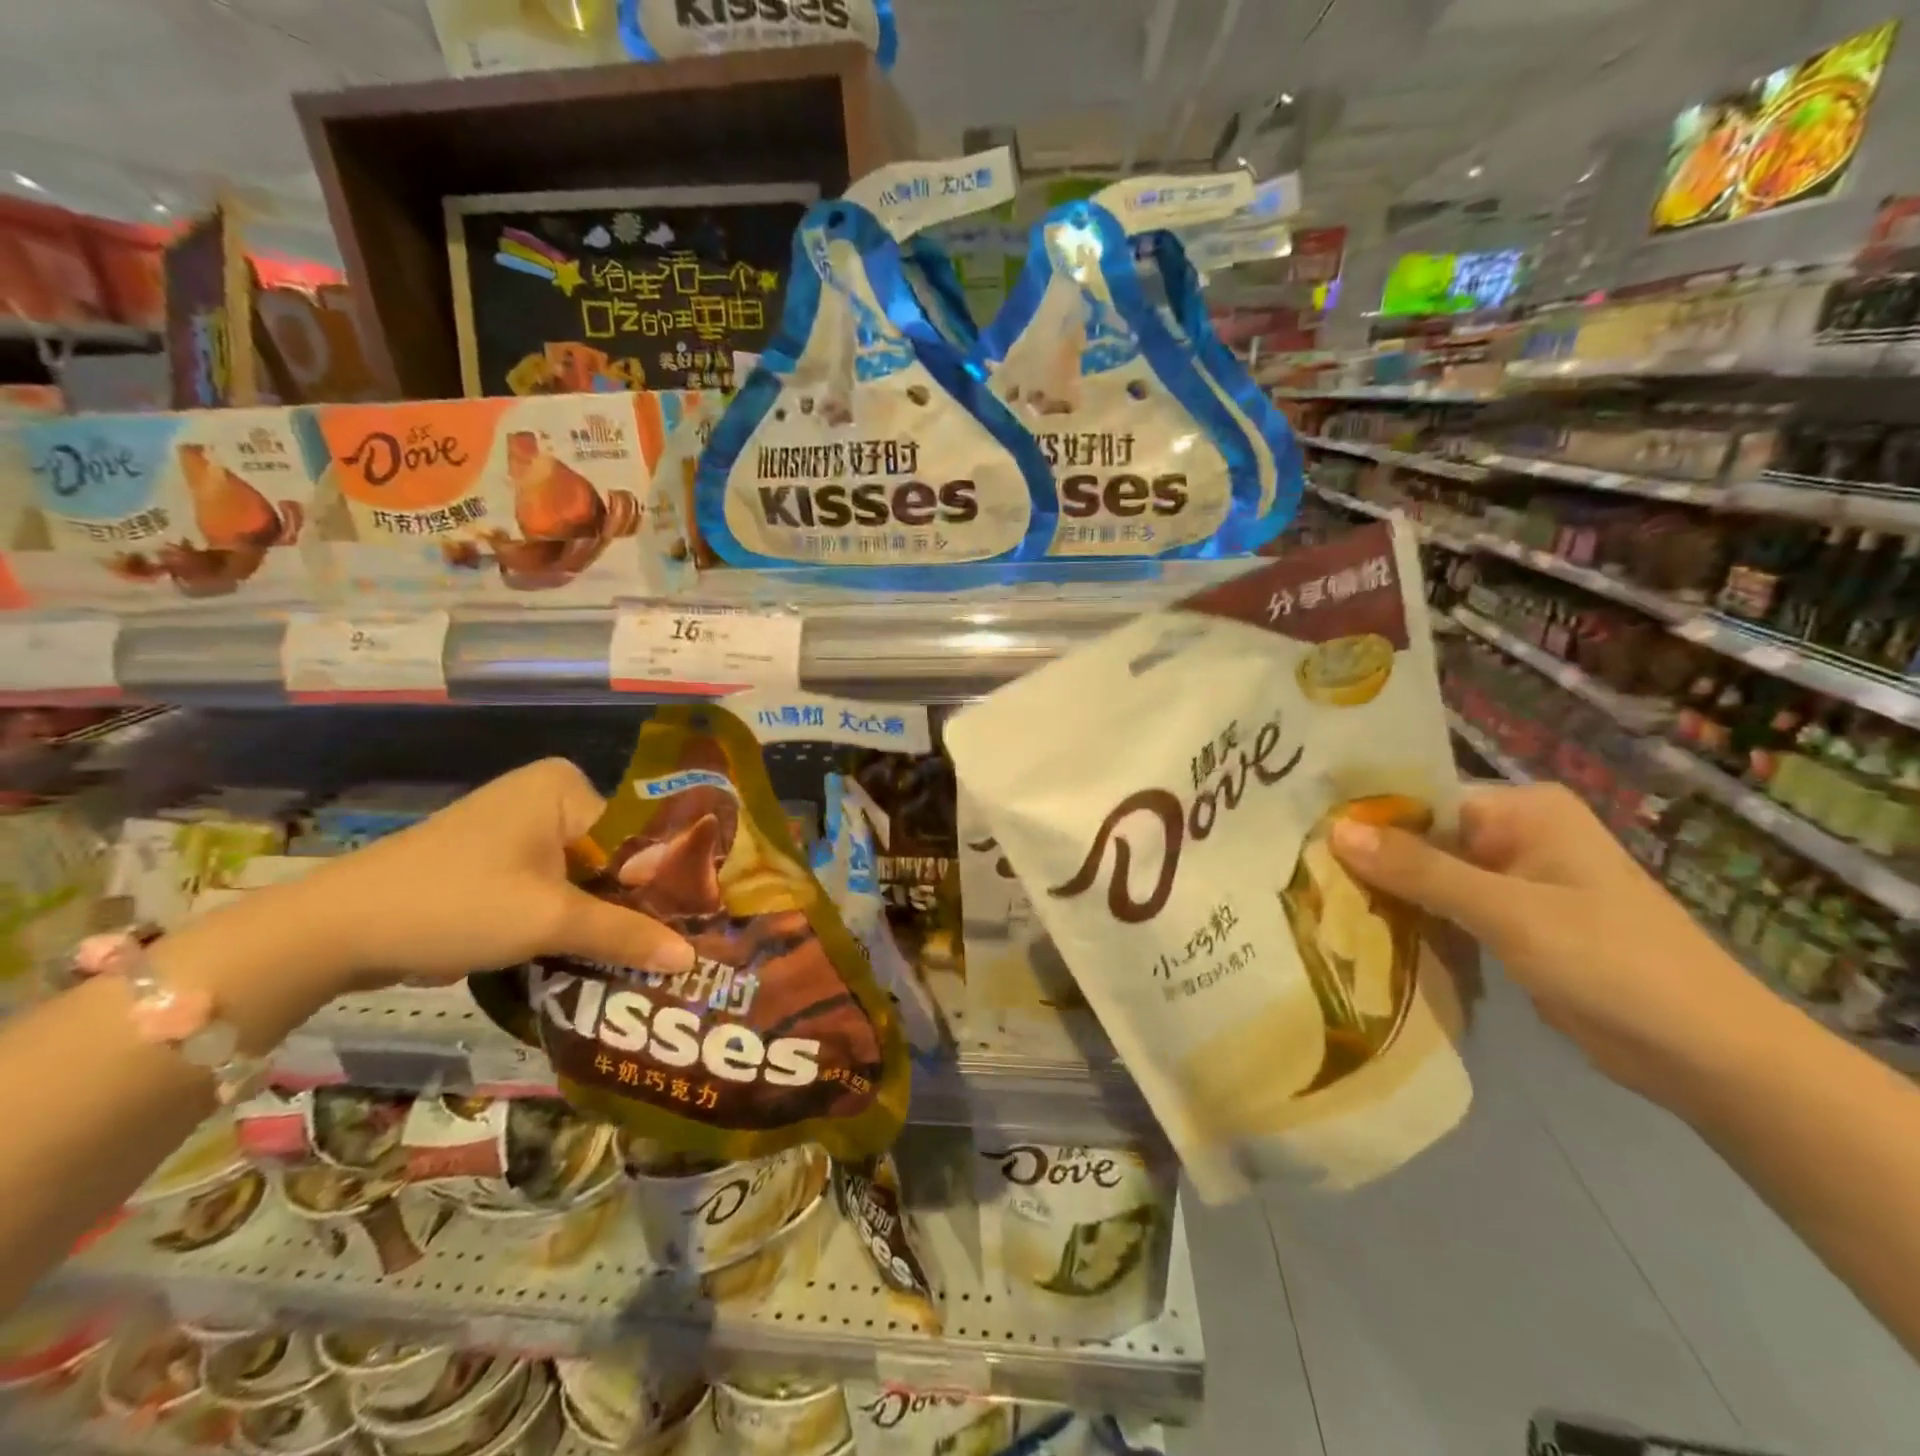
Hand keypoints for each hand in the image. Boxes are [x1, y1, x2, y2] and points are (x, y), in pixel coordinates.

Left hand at [286, 758, 696, 992]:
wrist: (334, 931)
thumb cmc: (455, 904)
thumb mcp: (550, 921)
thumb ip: (626, 935)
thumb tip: (692, 960)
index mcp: (565, 786)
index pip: (641, 832)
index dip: (667, 881)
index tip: (695, 925)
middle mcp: (546, 795)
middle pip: (615, 856)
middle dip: (635, 904)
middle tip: (674, 949)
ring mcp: (518, 828)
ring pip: (585, 876)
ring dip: (602, 917)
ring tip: (643, 958)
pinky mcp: (495, 861)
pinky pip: (553, 887)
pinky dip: (569, 918)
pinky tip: (592, 953)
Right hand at [1330, 782, 1770, 1103]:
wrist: (1709, 1057)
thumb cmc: (1613, 963)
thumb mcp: (1508, 912)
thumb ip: (1419, 870)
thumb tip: (1334, 830)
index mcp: (1523, 810)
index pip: (1421, 800)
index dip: (1365, 818)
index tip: (1304, 837)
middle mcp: (1515, 835)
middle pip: (1421, 838)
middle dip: (1370, 860)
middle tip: (1300, 874)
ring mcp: (1513, 882)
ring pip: (1429, 877)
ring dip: (1387, 894)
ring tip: (1316, 902)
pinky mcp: (1511, 925)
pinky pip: (1446, 910)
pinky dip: (1413, 921)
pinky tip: (1362, 933)